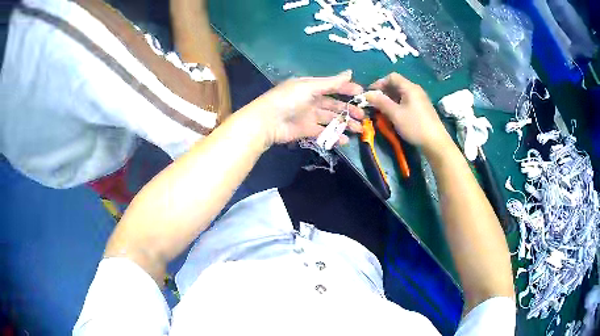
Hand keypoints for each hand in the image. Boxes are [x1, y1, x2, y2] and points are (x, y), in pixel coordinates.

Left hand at [252, 71, 364, 144]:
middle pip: (335, 105)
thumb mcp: (310, 87)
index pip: (333, 87)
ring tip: (359, 129)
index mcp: (311, 87)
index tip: (362, 95)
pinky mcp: (307, 130)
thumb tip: (350, 73)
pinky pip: (324, 132)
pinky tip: (345, 139)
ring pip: (331, 119)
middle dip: (349, 110)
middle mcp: (312, 100)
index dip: (348, 90)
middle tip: (363, 116)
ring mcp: (309, 116)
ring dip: (345, 123)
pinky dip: (334, 135)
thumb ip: (331, 83)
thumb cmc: (288, 99)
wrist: (267, 121)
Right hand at [365, 73, 451, 152]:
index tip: (370, 93)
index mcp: (410, 87)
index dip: (379, 83)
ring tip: (382, 110)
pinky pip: (406, 102)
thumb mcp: (395, 114)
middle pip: (396, 85)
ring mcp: (420, 99)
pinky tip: (394, 115)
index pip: (391, 77)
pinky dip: (397, 105)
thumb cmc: (415, 126)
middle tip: (374, 103)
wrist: (436, 142)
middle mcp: (415, 90)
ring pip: (401, 94)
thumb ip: (381, 102)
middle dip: (383, 92)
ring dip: (390, 100)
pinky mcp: (422, 109)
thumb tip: (367, 94)